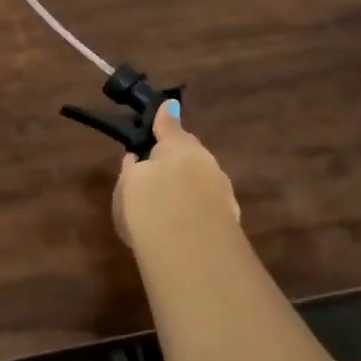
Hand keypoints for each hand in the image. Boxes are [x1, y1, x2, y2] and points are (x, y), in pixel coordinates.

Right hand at [112, 102, 241, 253]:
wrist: (192, 250)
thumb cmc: (149, 205)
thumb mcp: (128, 185)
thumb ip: (132, 169)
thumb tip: (136, 156)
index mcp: (180, 145)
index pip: (170, 126)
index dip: (165, 121)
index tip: (165, 111)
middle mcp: (207, 162)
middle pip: (191, 155)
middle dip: (178, 160)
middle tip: (158, 171)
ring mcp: (224, 191)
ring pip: (204, 181)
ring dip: (190, 187)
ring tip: (170, 203)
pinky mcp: (232, 221)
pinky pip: (209, 207)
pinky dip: (199, 210)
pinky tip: (186, 224)